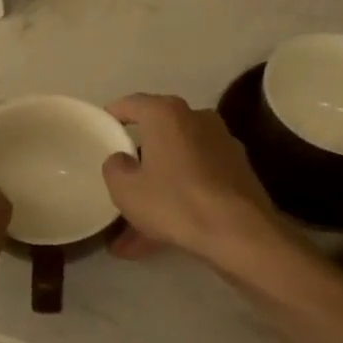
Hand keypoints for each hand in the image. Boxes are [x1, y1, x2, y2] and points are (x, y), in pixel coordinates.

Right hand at [102, 94, 286, 269]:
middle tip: (119, 182)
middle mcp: (197, 119)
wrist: (240, 232)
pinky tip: (159, 238)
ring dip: (156, 190)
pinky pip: (196, 182)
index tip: (102, 128)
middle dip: (138, 162)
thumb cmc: (174, 201)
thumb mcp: (125, 189)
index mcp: (166, 114)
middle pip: (158, 136)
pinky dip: (178, 201)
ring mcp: (222, 145)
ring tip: (133, 232)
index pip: (132, 104)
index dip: (113, 115)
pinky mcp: (237, 172)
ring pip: (177, 165)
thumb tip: (122, 159)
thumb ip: (114, 167)